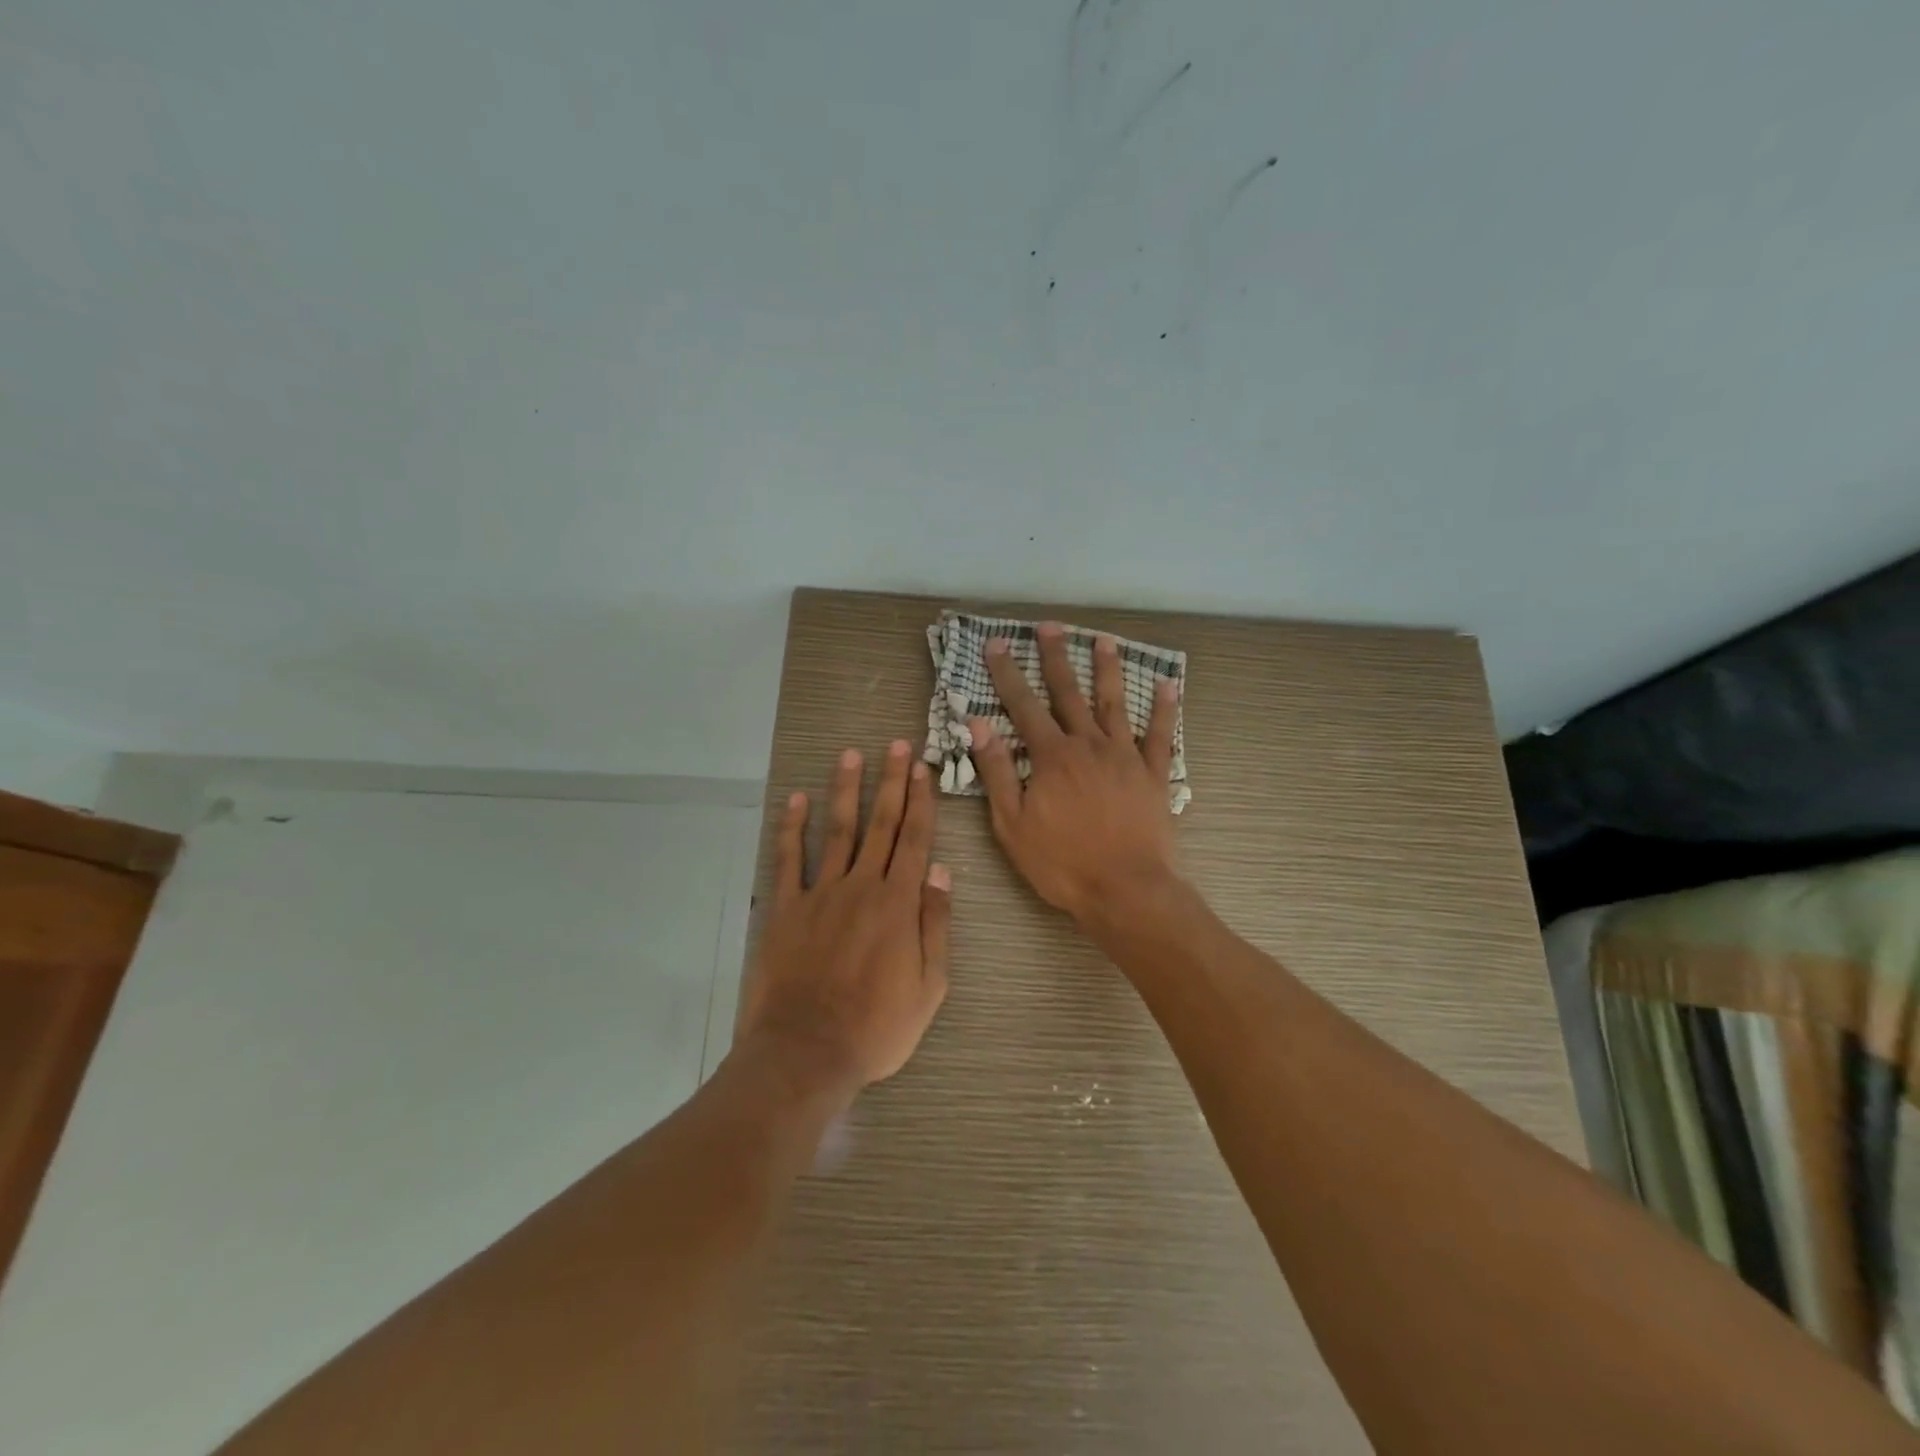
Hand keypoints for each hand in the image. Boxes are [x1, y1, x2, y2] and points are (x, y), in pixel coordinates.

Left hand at [736, 740, 951, 1102]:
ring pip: (837, 831)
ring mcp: (819, 894)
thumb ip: (935, 924)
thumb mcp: (929, 986)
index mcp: (898, 904)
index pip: (914, 840)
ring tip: (851, 755)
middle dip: (891, 782)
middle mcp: (861, 886)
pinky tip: (796, 800)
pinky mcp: (785, 908)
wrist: (806, 1051)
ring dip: (846, 791)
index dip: (920, 801)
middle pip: (880, 825)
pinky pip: (788, 860)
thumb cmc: (877, 1027)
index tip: (923, 768)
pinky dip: (792, 828)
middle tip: (896, 746)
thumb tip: (941, 870)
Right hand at [970, 623, 1180, 927]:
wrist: (1126, 891)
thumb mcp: (1012, 824)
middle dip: (1056, 658)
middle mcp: (1089, 745)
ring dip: (1108, 670)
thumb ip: (996, 771)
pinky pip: (1161, 736)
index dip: (1007, 674)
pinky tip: (1168, 685)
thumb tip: (978, 724)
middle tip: (1049, 626)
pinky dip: (1164, 710)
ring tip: (1103, 640)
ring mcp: (1125, 757)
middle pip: (1069, 693)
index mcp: (1051, 756)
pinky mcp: (1154, 775)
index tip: (997, 644)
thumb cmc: (1061, 863)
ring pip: (1114, 704)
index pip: (1023, 706)